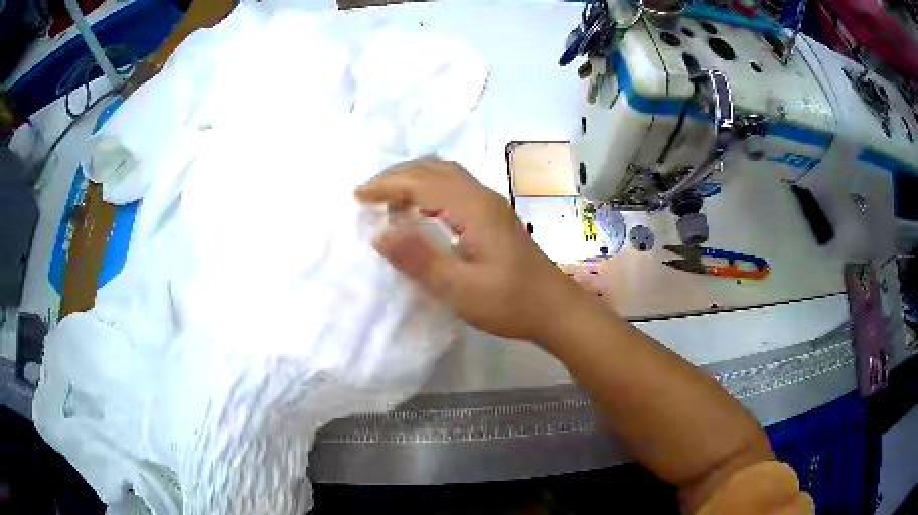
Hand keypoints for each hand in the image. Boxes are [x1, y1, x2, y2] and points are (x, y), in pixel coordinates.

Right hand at [355, 157, 587, 340]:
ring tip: (389, 197)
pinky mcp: (494, 216)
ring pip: (447, 174)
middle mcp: (482, 197)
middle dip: (397, 175)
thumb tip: (379, 233)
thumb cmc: (511, 303)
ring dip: (414, 178)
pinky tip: (422, 209)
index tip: (358, 196)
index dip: (387, 185)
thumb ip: (420, 260)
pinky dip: (430, 188)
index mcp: (473, 208)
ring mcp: (491, 204)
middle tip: (368, 193)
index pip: (422, 182)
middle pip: (434, 168)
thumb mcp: (461, 289)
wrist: (555, 309)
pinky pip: (455, 187)